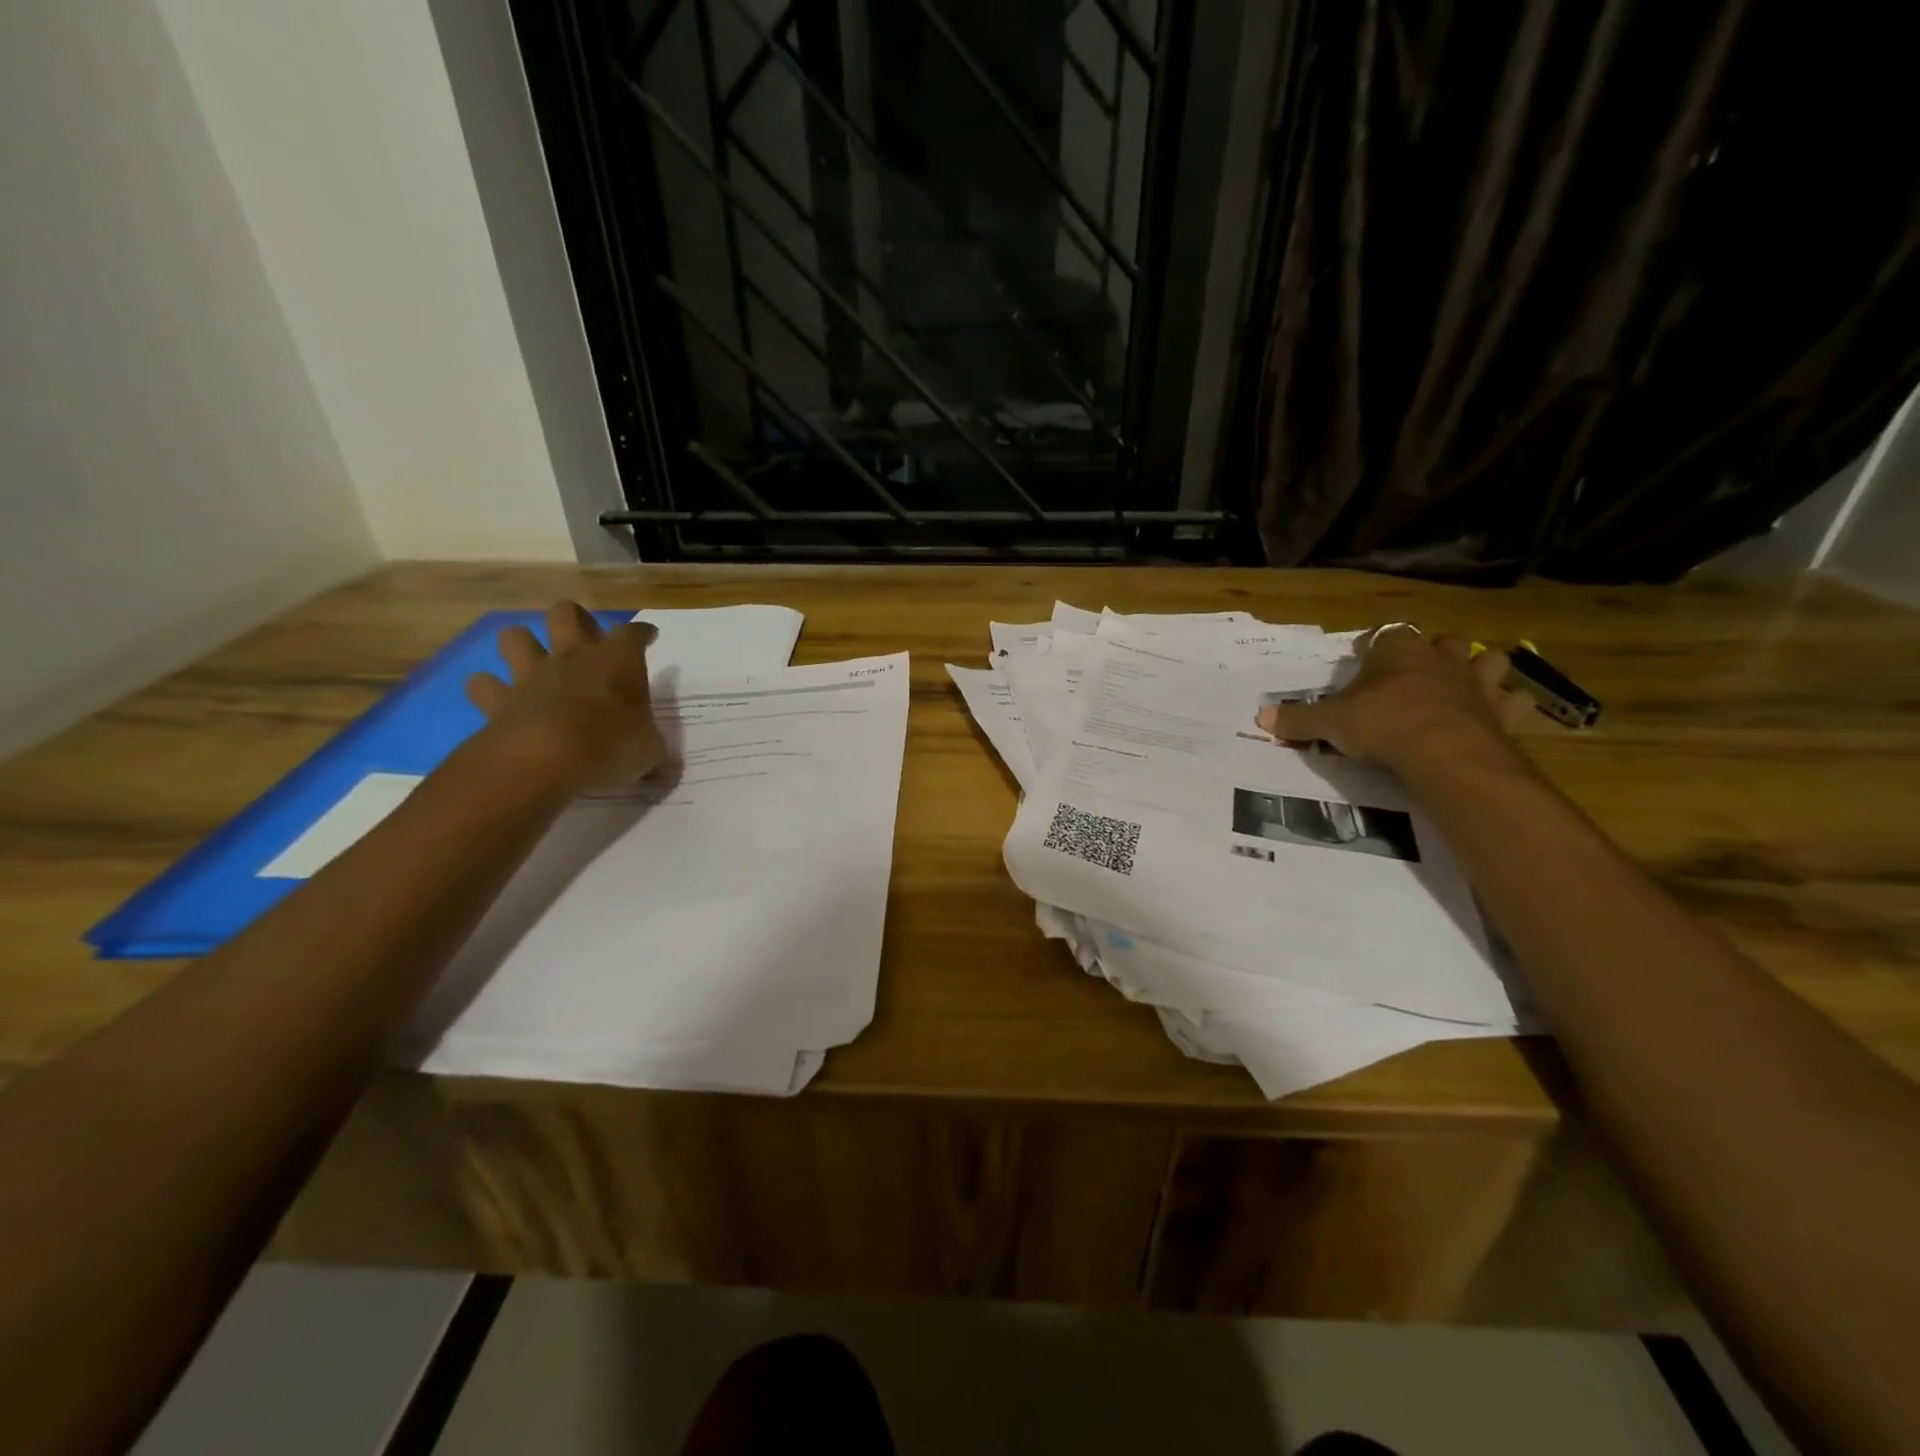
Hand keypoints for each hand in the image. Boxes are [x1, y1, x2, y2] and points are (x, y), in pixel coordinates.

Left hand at [465, 602, 666, 792]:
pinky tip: (496, 698)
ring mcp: (532, 676)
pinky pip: (483, 684)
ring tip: (531, 660)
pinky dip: (487, 688)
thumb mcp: (648, 752)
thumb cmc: (610, 745)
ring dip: (521, 644)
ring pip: (514, 637)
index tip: (648, 636)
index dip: (642, 633)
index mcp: (618, 663)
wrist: (545, 758)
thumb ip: (652, 748)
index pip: (633, 633)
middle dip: (574, 619)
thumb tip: (661, 761)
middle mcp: (573, 658)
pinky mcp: (499, 700)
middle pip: (566, 613)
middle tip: (584, 637)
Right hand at [1256, 626, 1535, 774]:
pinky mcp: (1504, 713)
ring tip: (1467, 685)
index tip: (1364, 656)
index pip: (1386, 635)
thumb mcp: (1329, 723)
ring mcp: (1478, 683)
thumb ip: (1297, 719)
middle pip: (1444, 641)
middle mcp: (1440, 659)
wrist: (1444, 752)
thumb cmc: (1381, 724)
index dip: (1375, 645)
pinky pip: (1517, 702)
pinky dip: (1510, 707)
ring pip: (1489, 661)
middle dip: (1435, 651)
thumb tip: (1260, 717)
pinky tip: (1499, 716)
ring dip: (1481, 669)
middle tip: (1418, 671)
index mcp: (1397, 652)